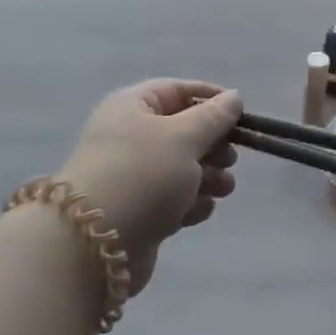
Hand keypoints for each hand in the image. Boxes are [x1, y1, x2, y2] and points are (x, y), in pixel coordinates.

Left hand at [59, 80, 241, 295]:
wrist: (93, 244)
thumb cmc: (143, 174)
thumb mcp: (184, 137)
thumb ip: (214, 117)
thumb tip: (234, 97)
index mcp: (133, 107)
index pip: (177, 90)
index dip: (211, 98)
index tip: (241, 114)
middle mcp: (130, 136)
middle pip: (183, 131)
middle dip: (213, 145)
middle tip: (231, 159)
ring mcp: (133, 176)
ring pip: (183, 168)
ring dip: (208, 177)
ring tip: (223, 189)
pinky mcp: (138, 211)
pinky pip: (173, 198)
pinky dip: (191, 203)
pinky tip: (198, 211)